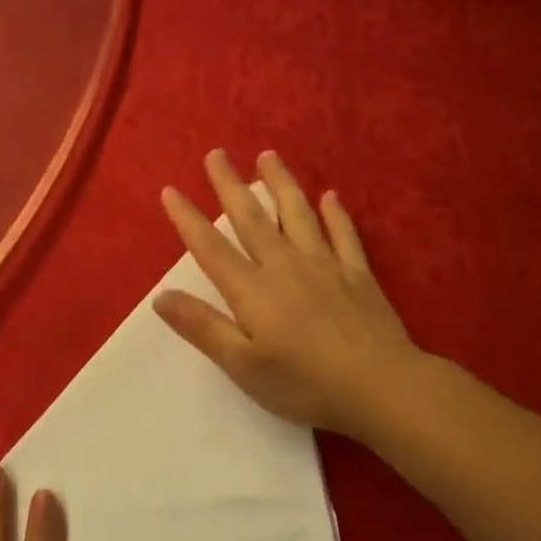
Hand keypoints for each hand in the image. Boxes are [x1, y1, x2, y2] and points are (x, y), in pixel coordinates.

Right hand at [154, 150, 419, 437]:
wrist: (380, 386)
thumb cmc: (304, 383)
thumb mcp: (242, 365)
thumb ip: (203, 327)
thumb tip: (160, 297)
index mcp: (253, 290)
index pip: (211, 247)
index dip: (188, 219)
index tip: (171, 190)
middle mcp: (286, 266)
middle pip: (253, 218)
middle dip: (231, 185)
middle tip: (217, 154)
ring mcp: (326, 266)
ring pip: (298, 214)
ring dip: (281, 184)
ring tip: (268, 157)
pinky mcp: (359, 275)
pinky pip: (344, 234)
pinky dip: (336, 214)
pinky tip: (331, 197)